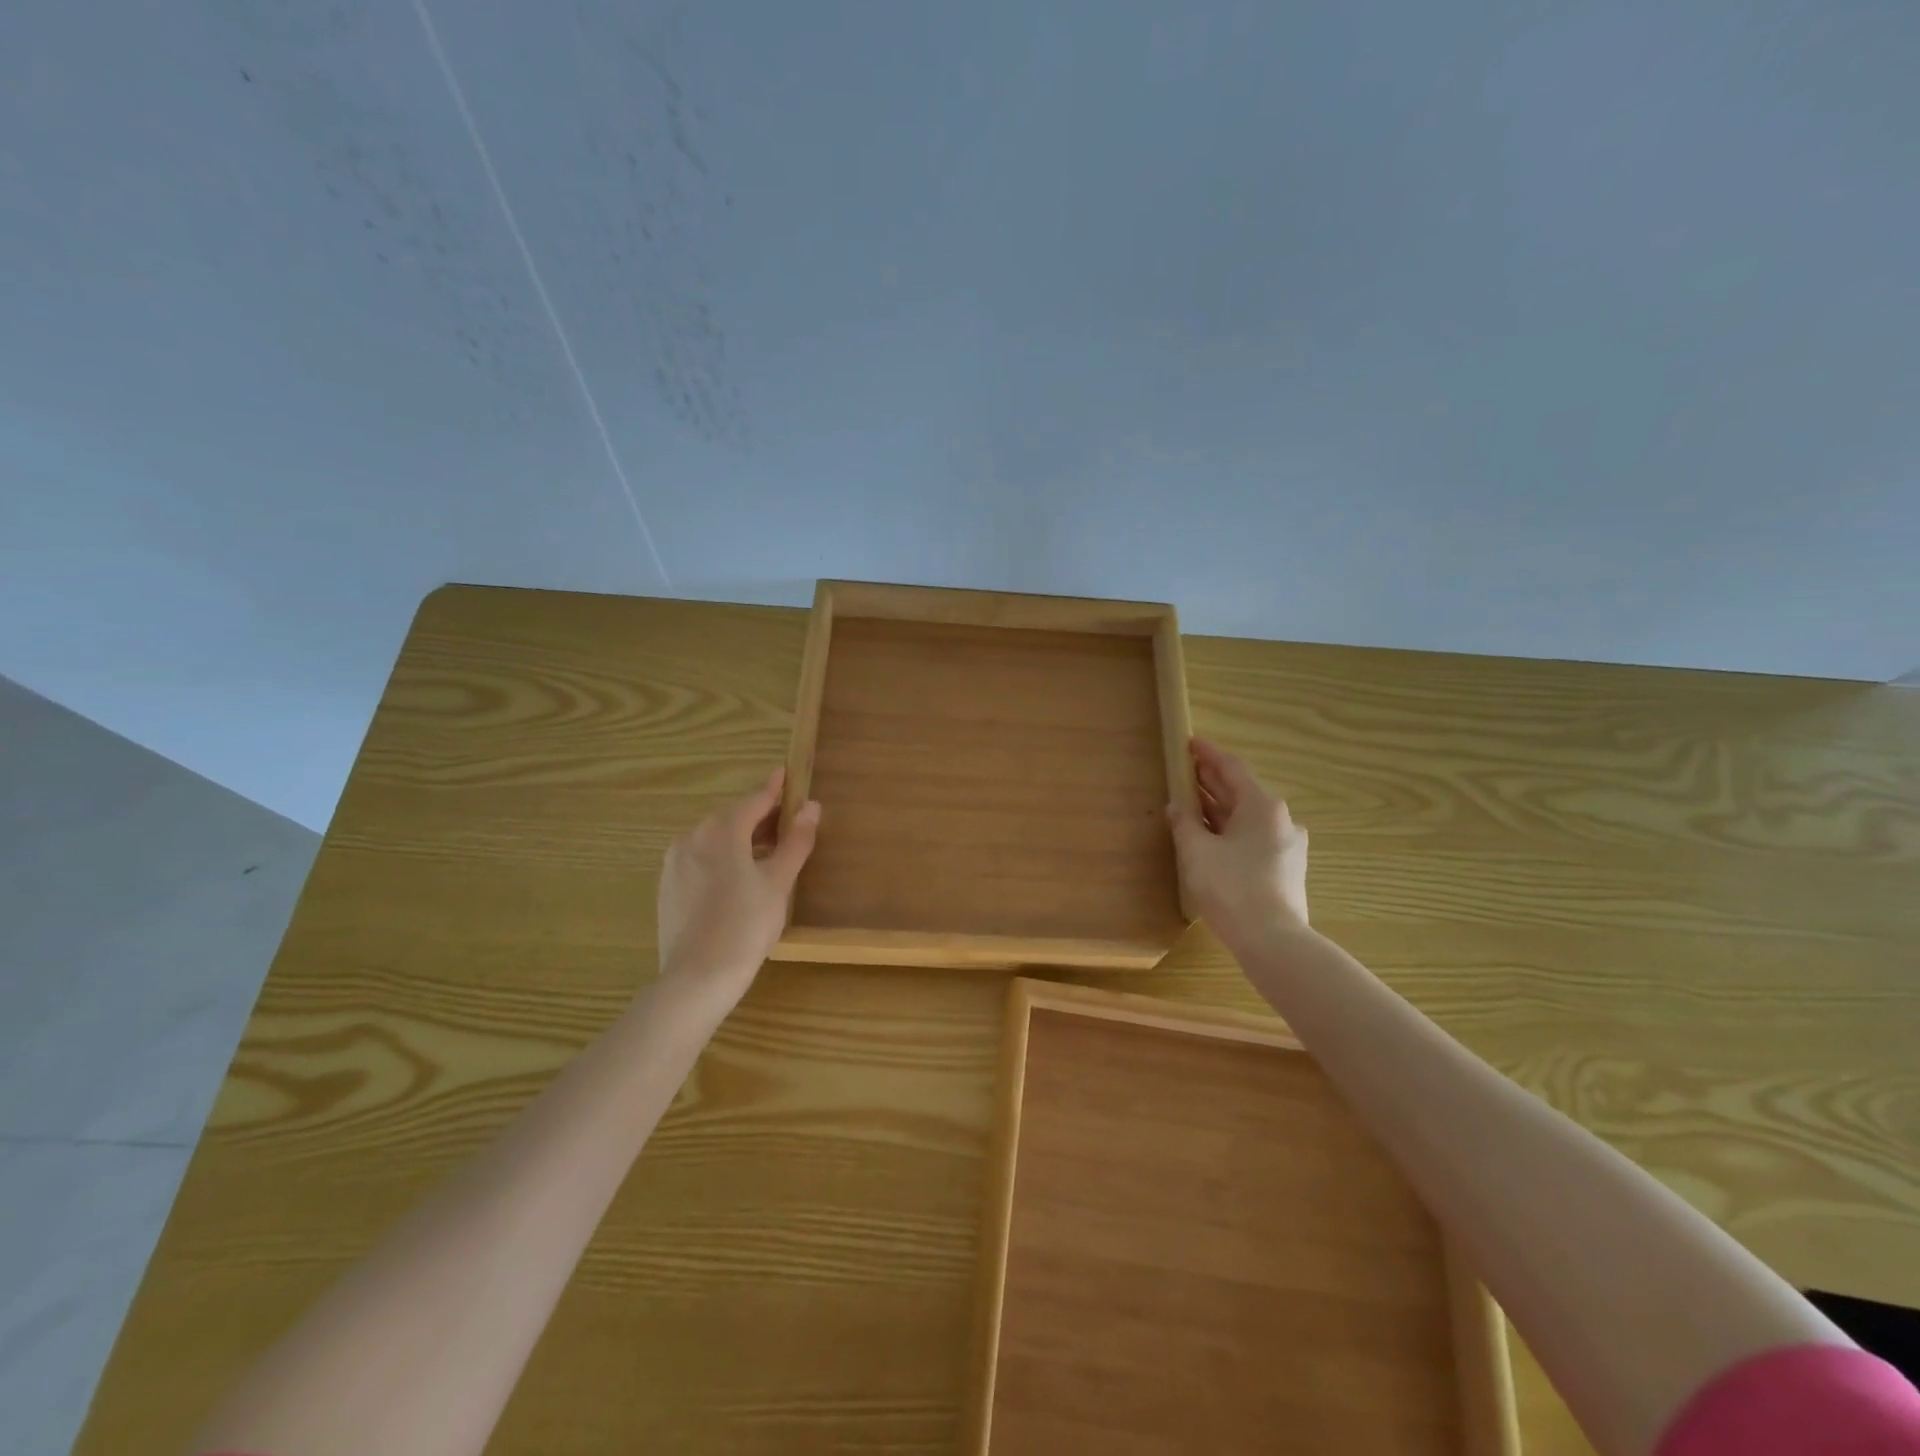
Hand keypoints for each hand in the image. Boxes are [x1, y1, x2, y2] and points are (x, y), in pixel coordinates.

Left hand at [656, 768, 820, 1003]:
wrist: (697, 978)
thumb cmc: (746, 925)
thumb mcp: (779, 881)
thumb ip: (796, 841)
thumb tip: (812, 807)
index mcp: (721, 829)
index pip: (755, 800)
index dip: (775, 788)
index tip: (786, 773)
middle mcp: (692, 836)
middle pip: (733, 817)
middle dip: (760, 817)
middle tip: (787, 823)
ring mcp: (675, 862)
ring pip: (714, 839)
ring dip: (741, 839)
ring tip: (767, 854)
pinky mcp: (668, 887)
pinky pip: (700, 859)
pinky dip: (722, 858)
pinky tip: (738, 879)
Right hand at [1167, 737, 1309, 952]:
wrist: (1273, 940)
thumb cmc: (1232, 887)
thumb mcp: (1197, 852)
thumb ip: (1184, 824)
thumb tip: (1177, 807)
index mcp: (1262, 806)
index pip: (1231, 768)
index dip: (1208, 754)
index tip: (1190, 743)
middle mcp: (1280, 819)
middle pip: (1242, 791)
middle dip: (1213, 781)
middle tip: (1186, 771)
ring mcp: (1286, 845)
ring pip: (1247, 817)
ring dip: (1220, 808)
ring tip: (1192, 802)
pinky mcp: (1285, 868)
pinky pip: (1253, 837)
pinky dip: (1230, 829)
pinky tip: (1211, 837)